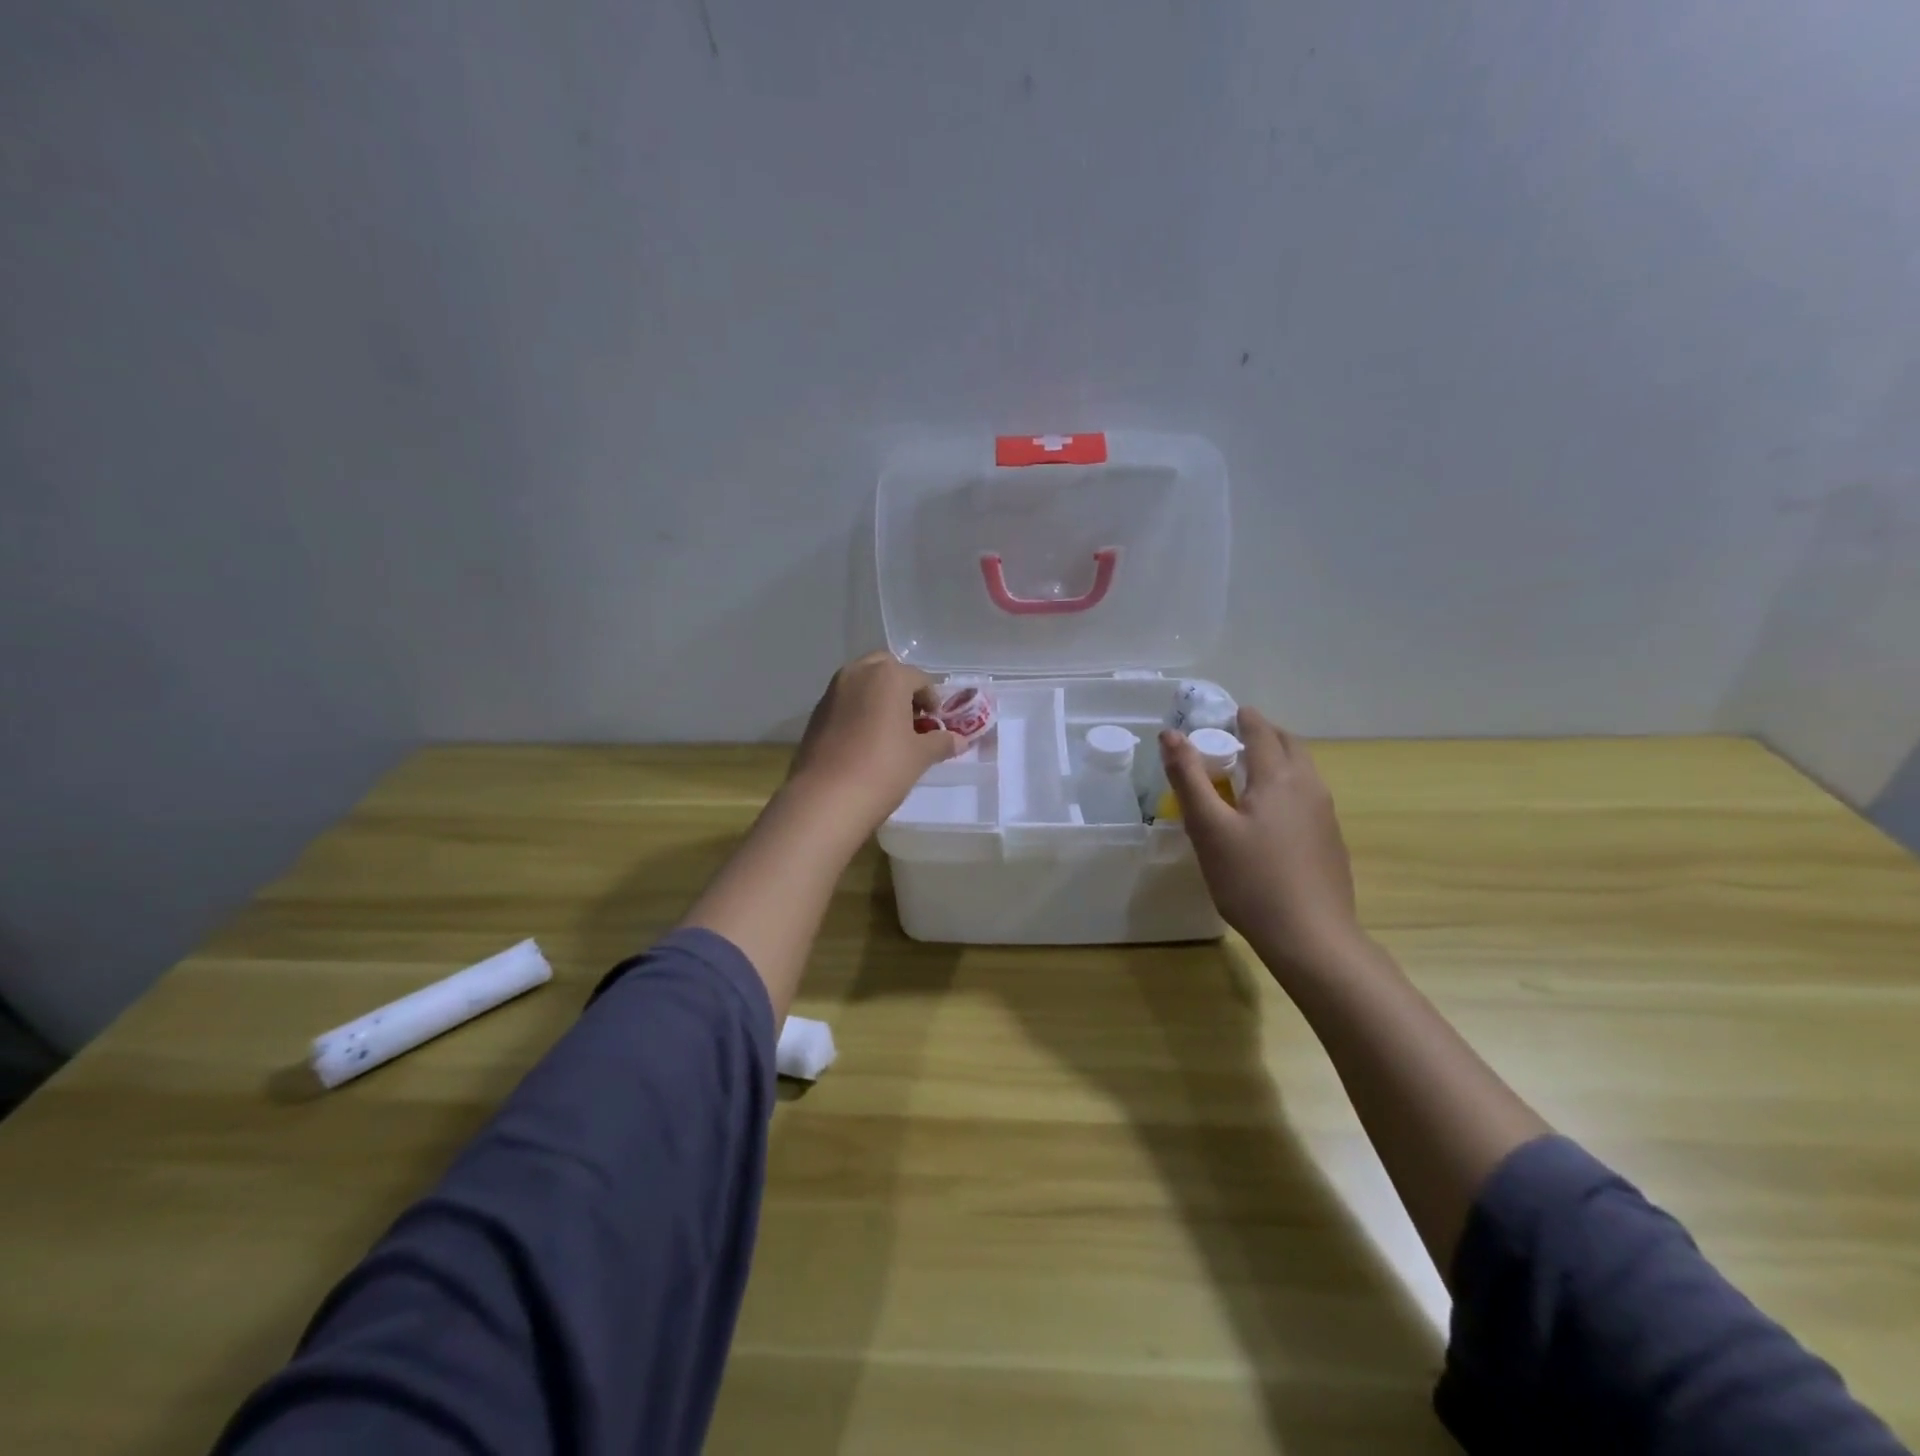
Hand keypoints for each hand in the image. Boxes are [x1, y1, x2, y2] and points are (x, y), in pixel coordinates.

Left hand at [787, 652, 962, 835]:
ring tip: (889, 730)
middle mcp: (858, 674)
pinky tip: (864, 740)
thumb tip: (960, 741)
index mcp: (888, 676)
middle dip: (902, 688)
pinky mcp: (816, 712)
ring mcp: (832, 691)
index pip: (920, 678)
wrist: (826, 798)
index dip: (932, 700)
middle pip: (887, 670)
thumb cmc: (883, 769)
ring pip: (862, 683)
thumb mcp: (920, 756)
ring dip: (878, 697)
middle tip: (912, 718)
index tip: (936, 723)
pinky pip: (845, 701)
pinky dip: (858, 710)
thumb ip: (941, 742)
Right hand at [1161, 708, 1361, 970]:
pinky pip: (1307, 797)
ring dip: (1277, 760)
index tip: (1224, 715)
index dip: (1242, 718)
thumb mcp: (1208, 828)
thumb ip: (1188, 778)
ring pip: (1302, 771)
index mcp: (1279, 777)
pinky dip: (1286, 787)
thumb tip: (1170, 735)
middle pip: (1289, 745)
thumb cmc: (1251, 880)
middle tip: (1232, 742)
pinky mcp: (1330, 841)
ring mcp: (1325, 814)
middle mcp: (1309, 786)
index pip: (1261, 731)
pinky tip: (1268, 817)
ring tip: (1246, 775)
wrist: (1311, 938)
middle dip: (1263, 735)